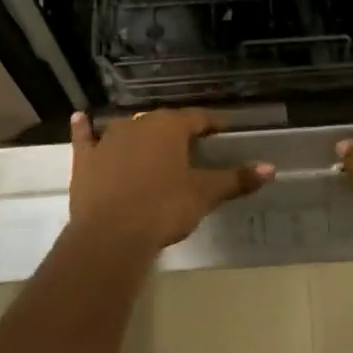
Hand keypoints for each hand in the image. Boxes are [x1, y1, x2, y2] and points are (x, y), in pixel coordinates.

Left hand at [69, 109, 273, 253]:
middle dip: (178, 132)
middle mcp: (138, 124)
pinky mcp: (85, 159)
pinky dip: (84, 128)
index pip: (198, 118)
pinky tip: (81, 118)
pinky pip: (85, 137)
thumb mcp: (204, 194)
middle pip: (164, 123)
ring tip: (152, 145)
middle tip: (191, 147)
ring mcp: (108, 139)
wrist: (112, 234)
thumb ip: (236, 179)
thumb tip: (271, 168)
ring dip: (140, 134)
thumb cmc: (164, 208)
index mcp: (170, 127)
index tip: (223, 130)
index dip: (212, 124)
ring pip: (128, 129)